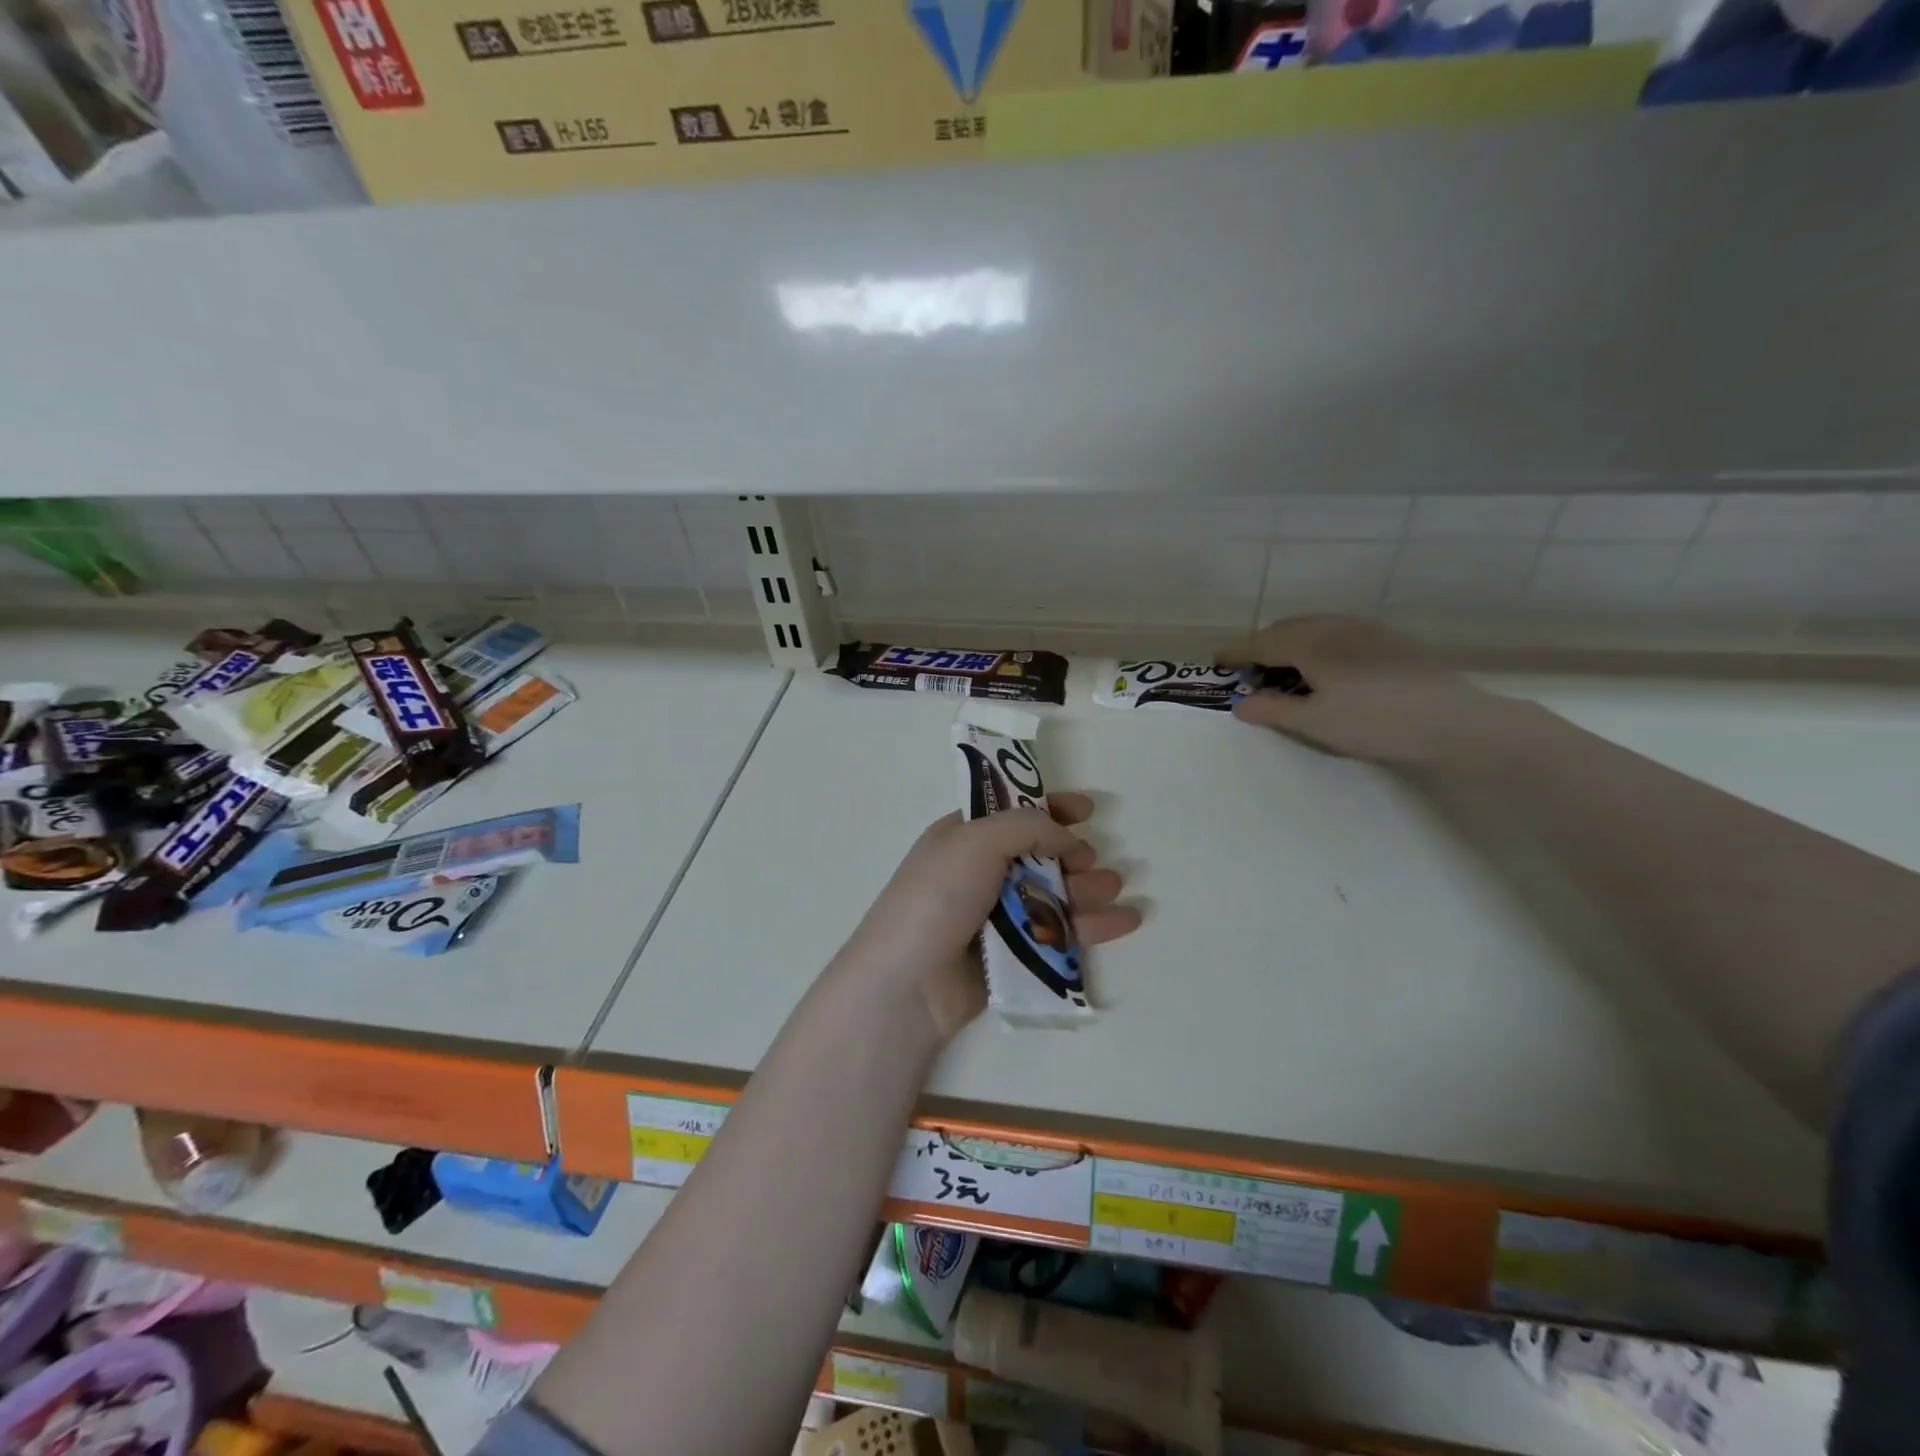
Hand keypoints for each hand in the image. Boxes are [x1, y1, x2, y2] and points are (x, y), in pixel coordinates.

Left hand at [839, 793, 1140, 1041]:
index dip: (1049, 808)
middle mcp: (981, 874)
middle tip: (1092, 862)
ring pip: (1055, 896)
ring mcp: (997, 918)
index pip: (1012, 814)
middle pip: (1040, 856)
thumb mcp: (976, 840)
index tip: (1087, 809)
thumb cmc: (938, 897)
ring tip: (1113, 889)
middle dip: (1073, 855)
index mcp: (964, 838)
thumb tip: (1067, 837)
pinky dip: (1093, 927)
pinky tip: (1125, 921)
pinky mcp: (1014, 957)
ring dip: (1087, 889)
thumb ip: (1027, 827)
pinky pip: (1060, 935)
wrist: (909, 982)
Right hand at [1225, 616, 1503, 766]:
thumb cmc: (1375, 722)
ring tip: (1284, 671)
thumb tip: (1239, 704)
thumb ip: (1272, 710)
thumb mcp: (1314, 723)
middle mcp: (1333, 626)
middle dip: (1261, 646)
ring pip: (1313, 627)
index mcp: (1310, 643)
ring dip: (1290, 644)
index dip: (1235, 652)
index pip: (1260, 642)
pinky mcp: (1388, 640)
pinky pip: (1337, 633)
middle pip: (1285, 629)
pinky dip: (1317, 645)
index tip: (1215, 662)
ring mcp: (1364, 630)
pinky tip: (1326, 669)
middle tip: (1249, 672)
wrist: (1454, 720)